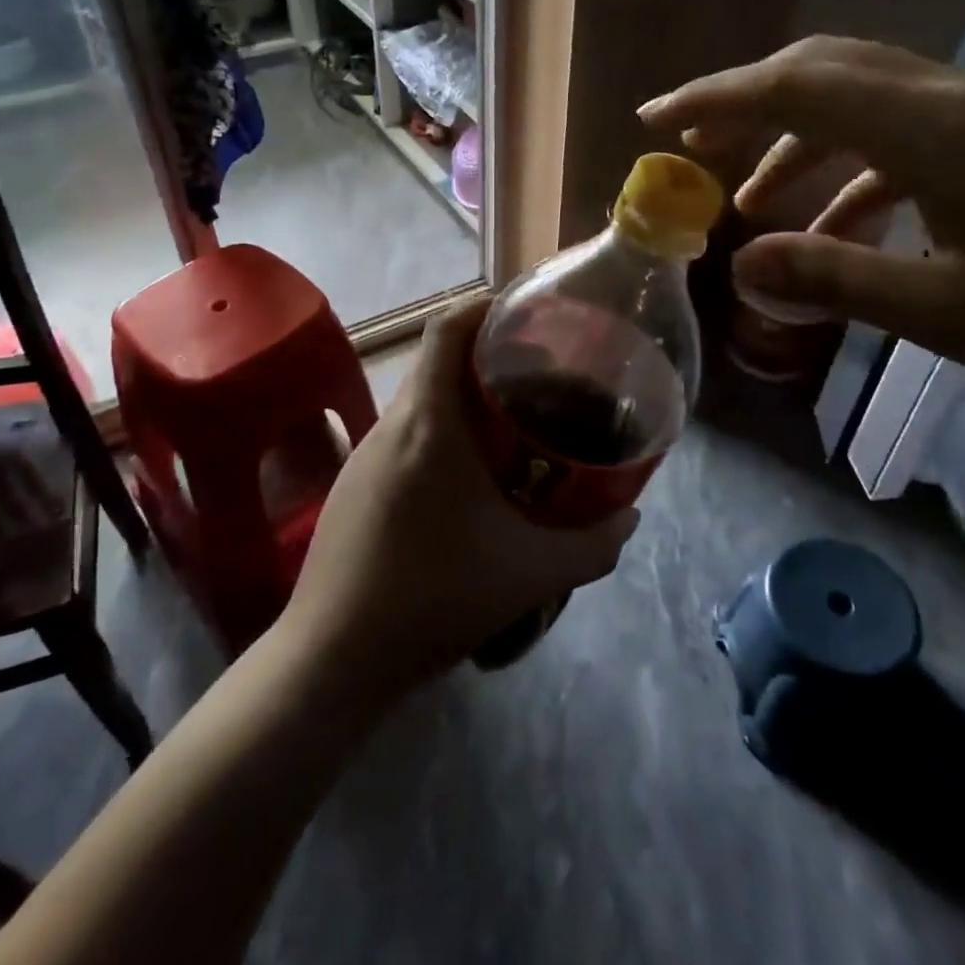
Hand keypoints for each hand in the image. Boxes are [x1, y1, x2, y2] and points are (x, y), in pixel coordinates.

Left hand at [276, 298, 639, 700]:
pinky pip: (402, 436)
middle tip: (537, 378)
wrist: (334, 657)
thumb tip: (631, 518)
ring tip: (508, 427)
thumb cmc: (433, 598)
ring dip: (461, 399)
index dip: (485, 307)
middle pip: (438, 362)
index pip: (447, 329)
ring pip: (420, 401)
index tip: (527, 315)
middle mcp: (391, 426)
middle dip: (487, 357)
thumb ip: (594, 546)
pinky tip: (465, 480)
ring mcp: (364, 455)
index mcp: (429, 424)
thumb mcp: (530, 574)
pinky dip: (438, 432)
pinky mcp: (352, 485)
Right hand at [639, 36, 964, 431]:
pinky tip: (844, 226)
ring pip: (865, 104)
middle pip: (826, 73)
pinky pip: (909, 136)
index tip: (655, 114)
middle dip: (748, 103)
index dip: (715, 96)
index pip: (795, 88)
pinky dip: (856, 170)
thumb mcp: (948, 314)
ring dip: (800, 142)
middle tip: (692, 141)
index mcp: (933, 130)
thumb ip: (833, 277)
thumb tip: (739, 261)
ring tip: (753, 200)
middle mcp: (956, 101)